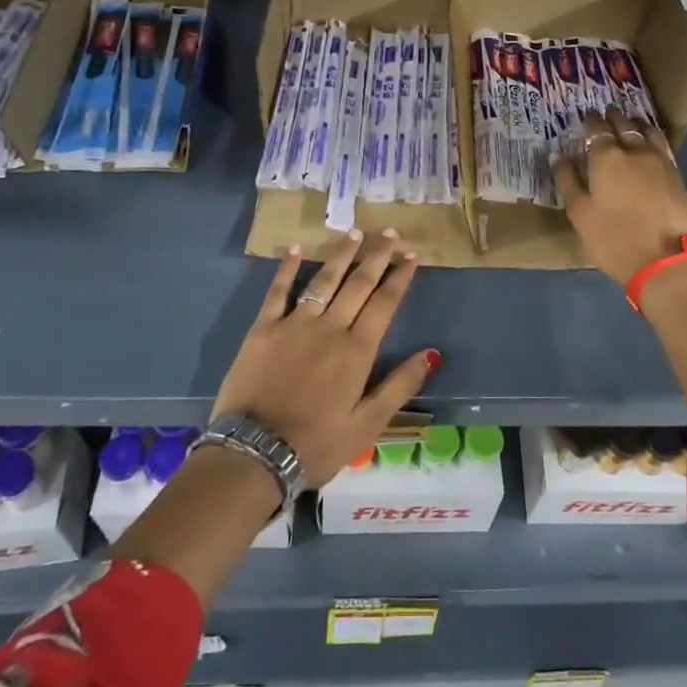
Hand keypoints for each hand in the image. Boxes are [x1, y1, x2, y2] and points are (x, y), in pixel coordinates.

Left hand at [211, 228, 439, 486]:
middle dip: (377, 256)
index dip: (400, 276)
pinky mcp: (263, 329)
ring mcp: (294, 324)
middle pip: (358, 284)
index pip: (384, 303)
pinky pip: (278, 291)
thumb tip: (431, 353)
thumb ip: (400, 385)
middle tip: (390, 232)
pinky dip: (287, 268)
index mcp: (357, 350)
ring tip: (355, 232)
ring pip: (324, 280)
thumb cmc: (317, 444)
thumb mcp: (368, 424)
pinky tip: (295, 248)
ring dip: (341, 254)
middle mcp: (330, 328)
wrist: (255, 453)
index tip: (412, 254)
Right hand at [553, 109, 686, 284]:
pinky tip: (650, 145)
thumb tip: (558, 156)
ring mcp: (660, 161)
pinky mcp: (677, 176)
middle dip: (614, 117)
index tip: (587, 118)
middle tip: (608, 113)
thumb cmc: (613, 238)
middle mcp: (635, 151)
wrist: (664, 260)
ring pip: (648, 132)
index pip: (597, 129)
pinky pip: (663, 147)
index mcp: (607, 158)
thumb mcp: (580, 213)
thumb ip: (569, 181)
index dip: (591, 122)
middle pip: (624, 125)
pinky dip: (653, 139)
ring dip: (636, 124)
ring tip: (631, 123)